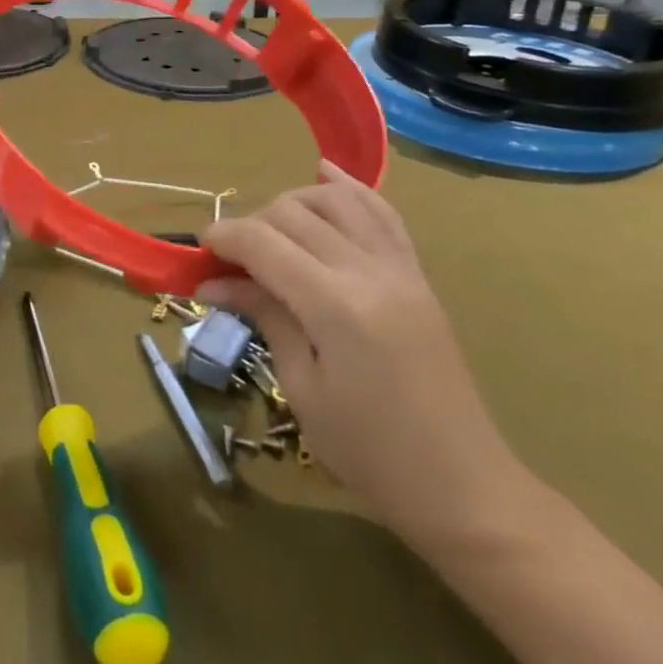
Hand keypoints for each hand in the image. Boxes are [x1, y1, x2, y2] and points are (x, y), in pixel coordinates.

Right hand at [200, 164, 533, 550]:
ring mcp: (400, 269)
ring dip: (293, 203)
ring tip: (271, 233)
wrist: (463, 488)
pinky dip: (349, 190)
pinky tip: (324, 175)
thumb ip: (264, 316)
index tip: (198, 252)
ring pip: (336, 200)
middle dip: (251, 223)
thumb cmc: (370, 453)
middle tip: (231, 261)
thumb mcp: (302, 388)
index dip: (223, 237)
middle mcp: (370, 272)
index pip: (263, 242)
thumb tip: (213, 283)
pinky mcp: (418, 275)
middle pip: (293, 212)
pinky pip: (382, 213)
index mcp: (336, 306)